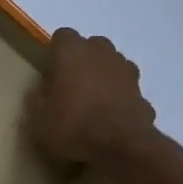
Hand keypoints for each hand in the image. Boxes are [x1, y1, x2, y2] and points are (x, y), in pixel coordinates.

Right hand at [25, 27, 167, 168]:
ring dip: (104, 76)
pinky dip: (121, 99)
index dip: (55, 54)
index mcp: (72, 51)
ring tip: (93, 101)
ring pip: (113, 65)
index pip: (62, 37)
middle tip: (71, 85)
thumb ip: (38, 100)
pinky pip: (127, 90)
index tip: (50, 73)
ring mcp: (127, 72)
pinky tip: (112, 119)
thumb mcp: (38, 118)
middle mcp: (101, 53)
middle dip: (83, 60)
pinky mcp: (144, 94)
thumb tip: (41, 93)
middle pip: (92, 46)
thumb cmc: (73, 124)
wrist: (122, 146)